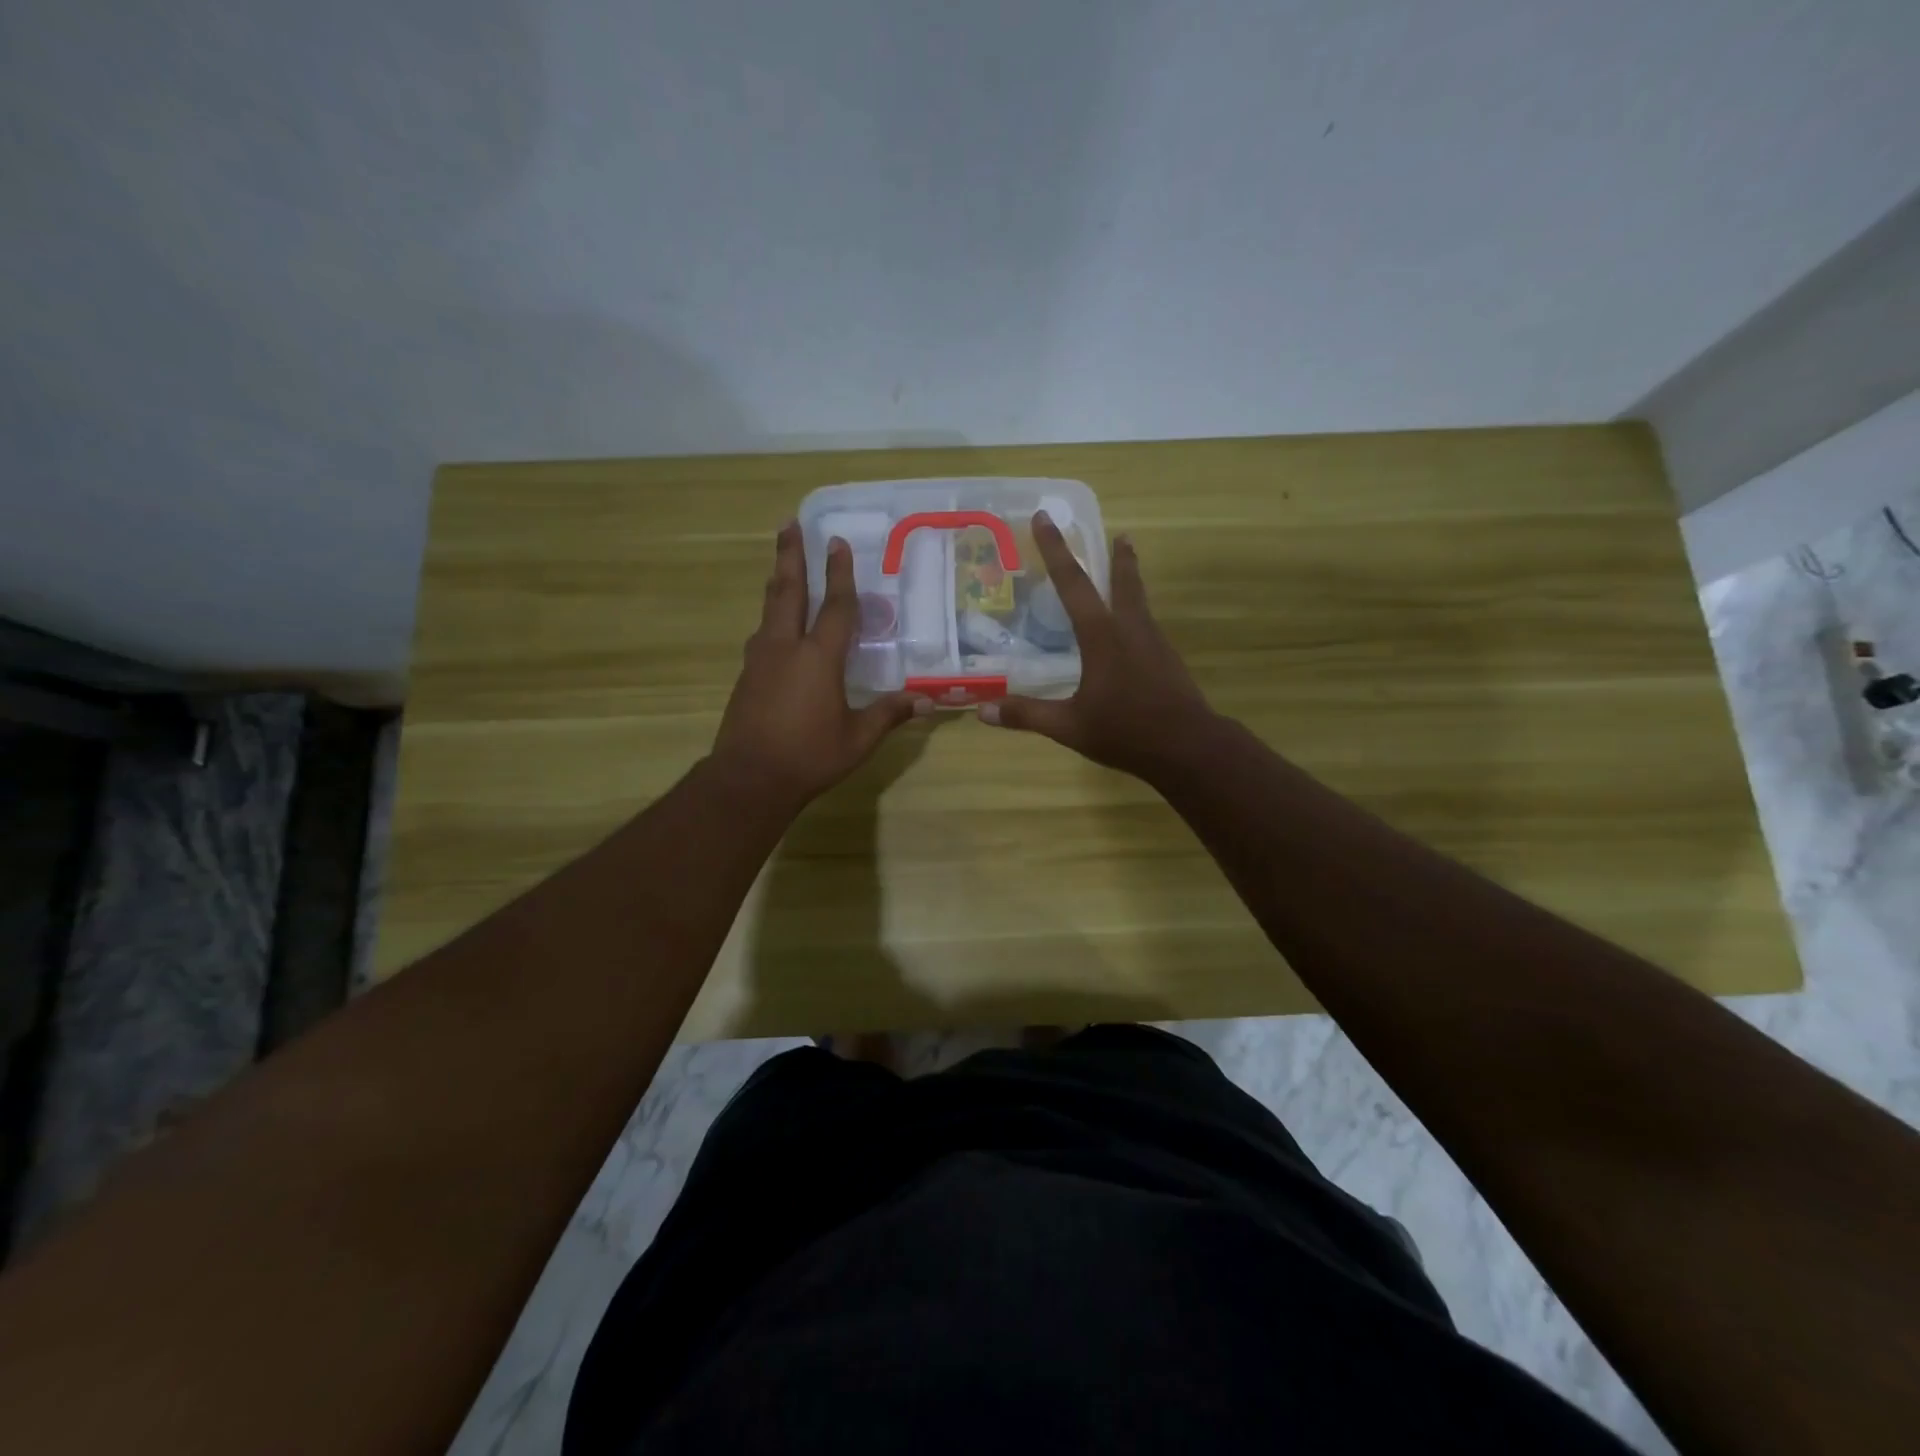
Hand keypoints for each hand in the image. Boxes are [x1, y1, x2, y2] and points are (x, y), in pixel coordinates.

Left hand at [711, 522, 926, 813]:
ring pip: (769, 609)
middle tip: (789, 524)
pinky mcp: (747, 676)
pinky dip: (771, 615)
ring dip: (777, 580)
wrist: (748, 778)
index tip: (837, 542)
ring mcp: (761, 660)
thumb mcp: (858, 739)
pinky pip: (762, 633)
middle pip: (788, 591)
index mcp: (819, 658)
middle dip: (790, 555)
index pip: (835, 607)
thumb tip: (927, 701)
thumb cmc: (809, 757)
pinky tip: (774, 623)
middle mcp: (786, 648)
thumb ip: (889, 714)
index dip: (839, 574)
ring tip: (781, 562)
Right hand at [979, 512, 1215, 782]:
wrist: (1188, 747)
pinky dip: (1136, 614)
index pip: (1073, 584)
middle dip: (1116, 556)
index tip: (1045, 517)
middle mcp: (1130, 629)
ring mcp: (1155, 643)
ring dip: (1130, 582)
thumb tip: (983, 711)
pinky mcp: (1168, 660)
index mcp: (1102, 636)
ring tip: (1126, 570)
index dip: (1055, 550)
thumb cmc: (1126, 731)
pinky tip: (1132, 631)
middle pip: (1123, 582)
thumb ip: (1027, 715)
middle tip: (1120, 534)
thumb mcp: (1069, 726)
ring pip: (1139, 602)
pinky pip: (1147, 626)